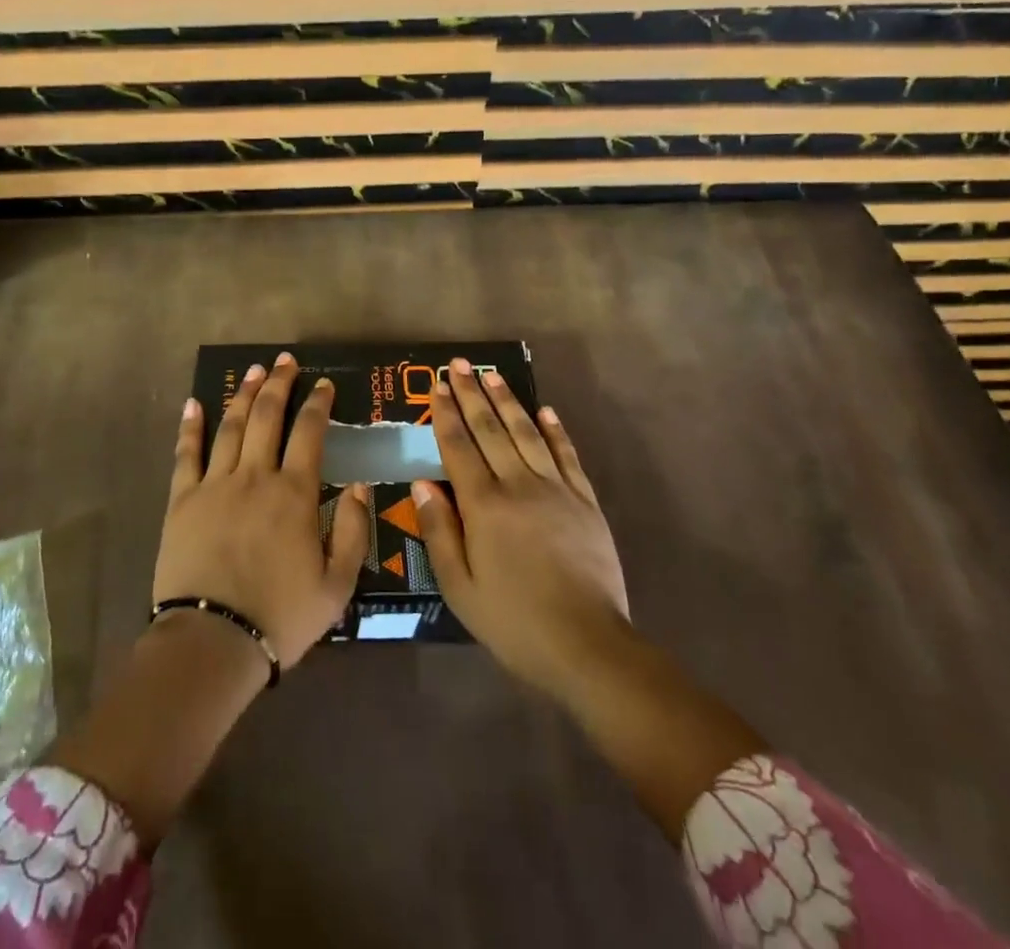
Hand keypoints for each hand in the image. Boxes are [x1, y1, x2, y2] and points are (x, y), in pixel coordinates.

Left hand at [153, 353, 370, 669]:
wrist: (213, 641)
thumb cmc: (280, 616)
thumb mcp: (337, 586)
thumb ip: (354, 531)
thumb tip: (360, 485)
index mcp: (294, 494)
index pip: (309, 433)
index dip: (318, 404)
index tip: (324, 384)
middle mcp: (255, 476)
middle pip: (267, 416)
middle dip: (278, 384)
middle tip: (285, 361)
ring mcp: (215, 484)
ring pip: (230, 426)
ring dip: (243, 394)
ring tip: (252, 370)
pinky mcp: (182, 500)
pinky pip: (186, 454)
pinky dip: (191, 426)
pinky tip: (194, 403)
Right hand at [412, 358, 630, 701]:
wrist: (588, 645)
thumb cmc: (514, 621)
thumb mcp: (460, 587)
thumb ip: (439, 531)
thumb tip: (421, 483)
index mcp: (484, 506)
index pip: (459, 447)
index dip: (446, 415)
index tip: (437, 386)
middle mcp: (518, 486)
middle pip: (491, 430)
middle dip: (472, 395)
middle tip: (460, 365)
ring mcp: (556, 490)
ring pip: (527, 434)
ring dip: (508, 401)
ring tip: (493, 375)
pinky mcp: (585, 502)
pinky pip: (566, 456)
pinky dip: (555, 431)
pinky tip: (546, 411)